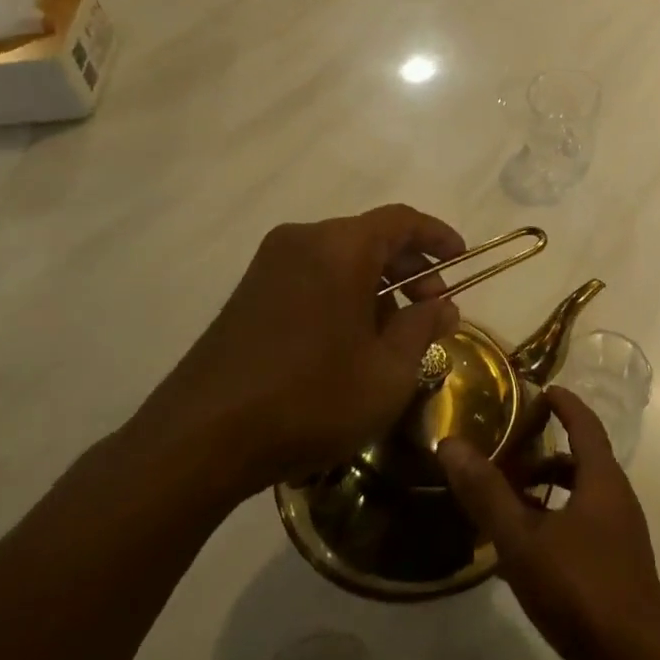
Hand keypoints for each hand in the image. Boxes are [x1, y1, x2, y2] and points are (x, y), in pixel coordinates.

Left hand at [130, 204, 464, 503]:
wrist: (198, 440)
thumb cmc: (310, 399)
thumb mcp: (387, 372)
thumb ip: (423, 329)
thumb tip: (443, 307)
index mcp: (340, 247)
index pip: (402, 220)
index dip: (438, 236)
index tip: (461, 260)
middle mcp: (302, 241)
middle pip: (371, 237)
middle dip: (411, 267)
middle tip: (433, 308)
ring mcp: (269, 266)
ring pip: (341, 258)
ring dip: (377, 285)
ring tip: (394, 335)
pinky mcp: (248, 293)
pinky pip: (312, 276)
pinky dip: (343, 294)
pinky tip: (350, 342)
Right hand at [438, 388, 659, 659]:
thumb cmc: (581, 587)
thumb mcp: (523, 538)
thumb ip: (487, 492)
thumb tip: (450, 443)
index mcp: (602, 480)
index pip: (585, 424)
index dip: (565, 403)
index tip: (541, 390)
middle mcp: (616, 501)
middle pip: (582, 461)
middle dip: (546, 452)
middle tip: (507, 450)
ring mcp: (618, 540)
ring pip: (580, 500)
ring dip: (547, 493)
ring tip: (506, 501)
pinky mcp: (614, 575)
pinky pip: (580, 532)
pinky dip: (552, 526)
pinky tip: (521, 554)